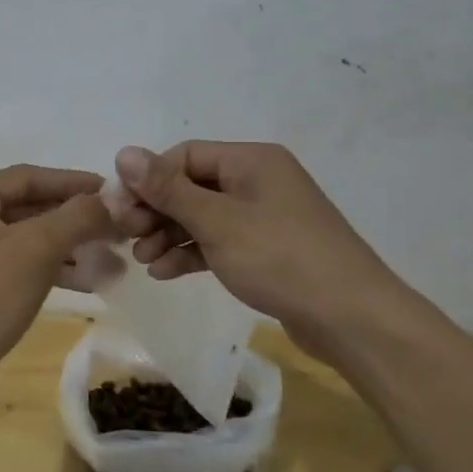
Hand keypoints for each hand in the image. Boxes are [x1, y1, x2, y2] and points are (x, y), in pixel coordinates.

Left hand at [0, 165, 112, 415]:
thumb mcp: (34, 250)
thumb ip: (76, 217)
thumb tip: (112, 198)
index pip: (28, 177)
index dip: (74, 182)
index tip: (115, 192)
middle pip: (29, 207)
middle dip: (75, 218)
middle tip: (120, 228)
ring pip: (28, 240)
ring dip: (70, 247)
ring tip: (115, 257)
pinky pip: (21, 267)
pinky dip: (53, 270)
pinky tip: (89, 281)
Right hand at [112, 141, 429, 359]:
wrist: (351, 319)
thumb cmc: (280, 258)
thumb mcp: (217, 221)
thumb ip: (167, 188)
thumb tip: (124, 152)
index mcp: (251, 160)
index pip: (184, 156)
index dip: (147, 180)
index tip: (120, 210)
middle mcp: (258, 180)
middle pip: (191, 186)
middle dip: (156, 211)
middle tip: (128, 236)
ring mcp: (264, 216)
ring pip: (202, 216)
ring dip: (169, 235)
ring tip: (143, 261)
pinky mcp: (267, 249)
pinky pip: (218, 241)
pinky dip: (191, 253)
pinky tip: (165, 273)